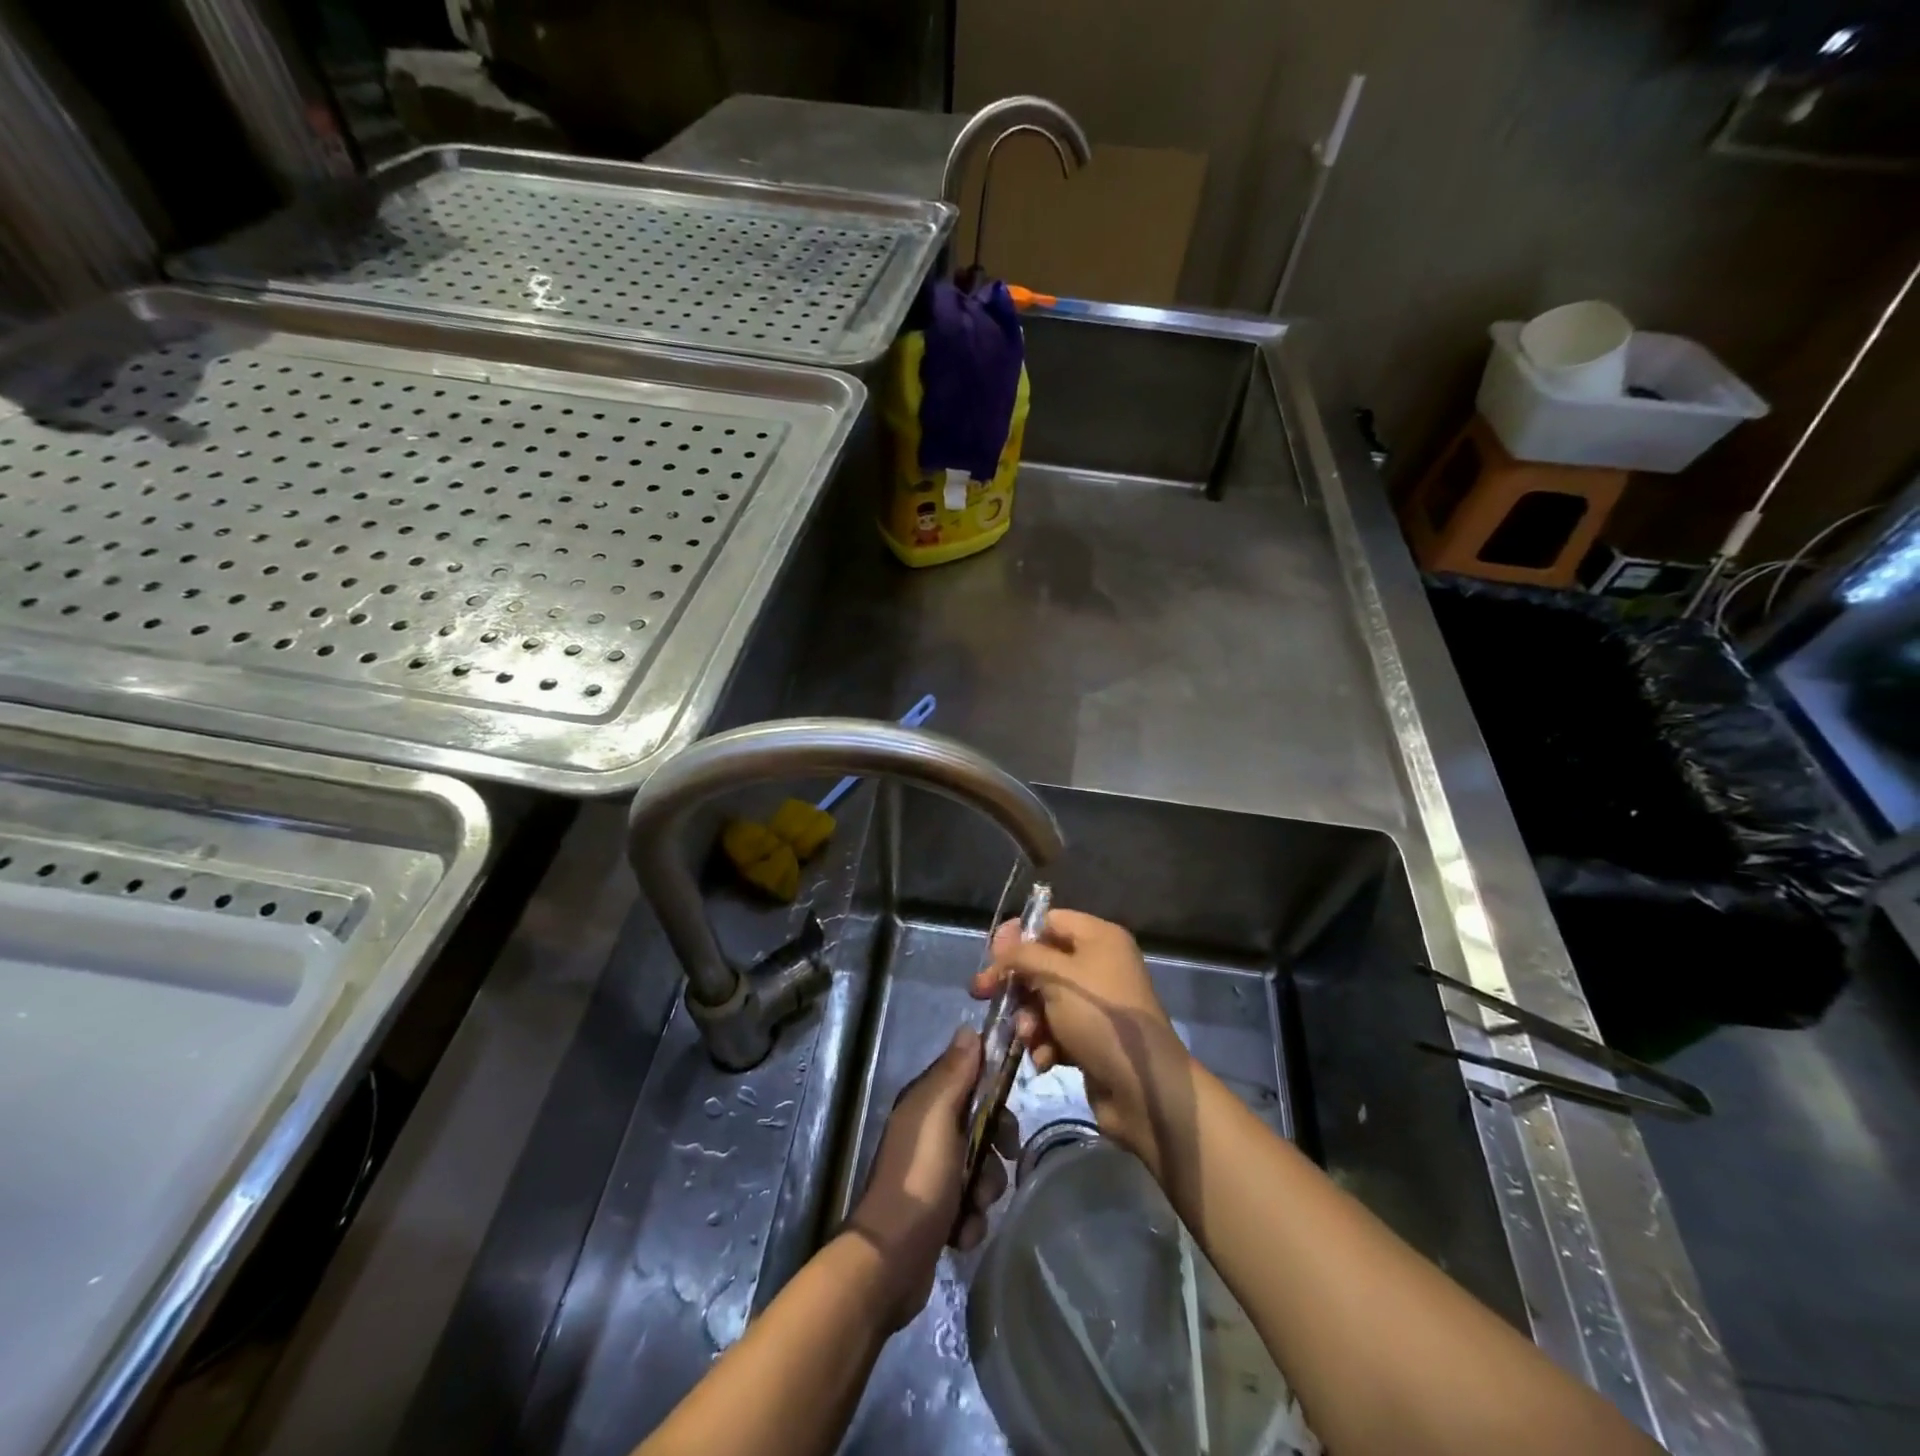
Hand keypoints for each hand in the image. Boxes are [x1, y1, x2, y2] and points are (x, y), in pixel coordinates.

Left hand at [845, 1027, 1015, 1329]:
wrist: (891, 1262)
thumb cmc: (919, 1180)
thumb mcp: (937, 1117)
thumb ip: (954, 1074)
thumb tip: (969, 1029)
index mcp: (925, 1104)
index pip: (969, 1079)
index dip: (993, 1091)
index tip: (1009, 1109)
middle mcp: (927, 1133)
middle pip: (981, 1125)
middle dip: (995, 1147)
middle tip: (1003, 1159)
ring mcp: (932, 1174)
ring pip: (981, 1167)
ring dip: (985, 1189)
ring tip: (973, 1206)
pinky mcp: (939, 1211)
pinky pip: (971, 1204)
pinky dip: (971, 1218)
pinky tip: (961, 1231)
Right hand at [972, 909, 1189, 1178]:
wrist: (1144, 1089)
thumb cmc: (1100, 1019)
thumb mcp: (1057, 977)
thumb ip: (1023, 955)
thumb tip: (1002, 943)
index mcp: (1099, 938)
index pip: (1049, 921)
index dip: (1018, 936)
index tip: (991, 957)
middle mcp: (1099, 965)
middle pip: (1043, 963)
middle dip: (1018, 985)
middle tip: (984, 995)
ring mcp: (1097, 1005)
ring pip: (1045, 1001)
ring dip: (1030, 1020)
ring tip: (1030, 1038)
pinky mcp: (1092, 1039)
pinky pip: (1057, 1031)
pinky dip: (1046, 1043)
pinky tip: (1045, 1060)